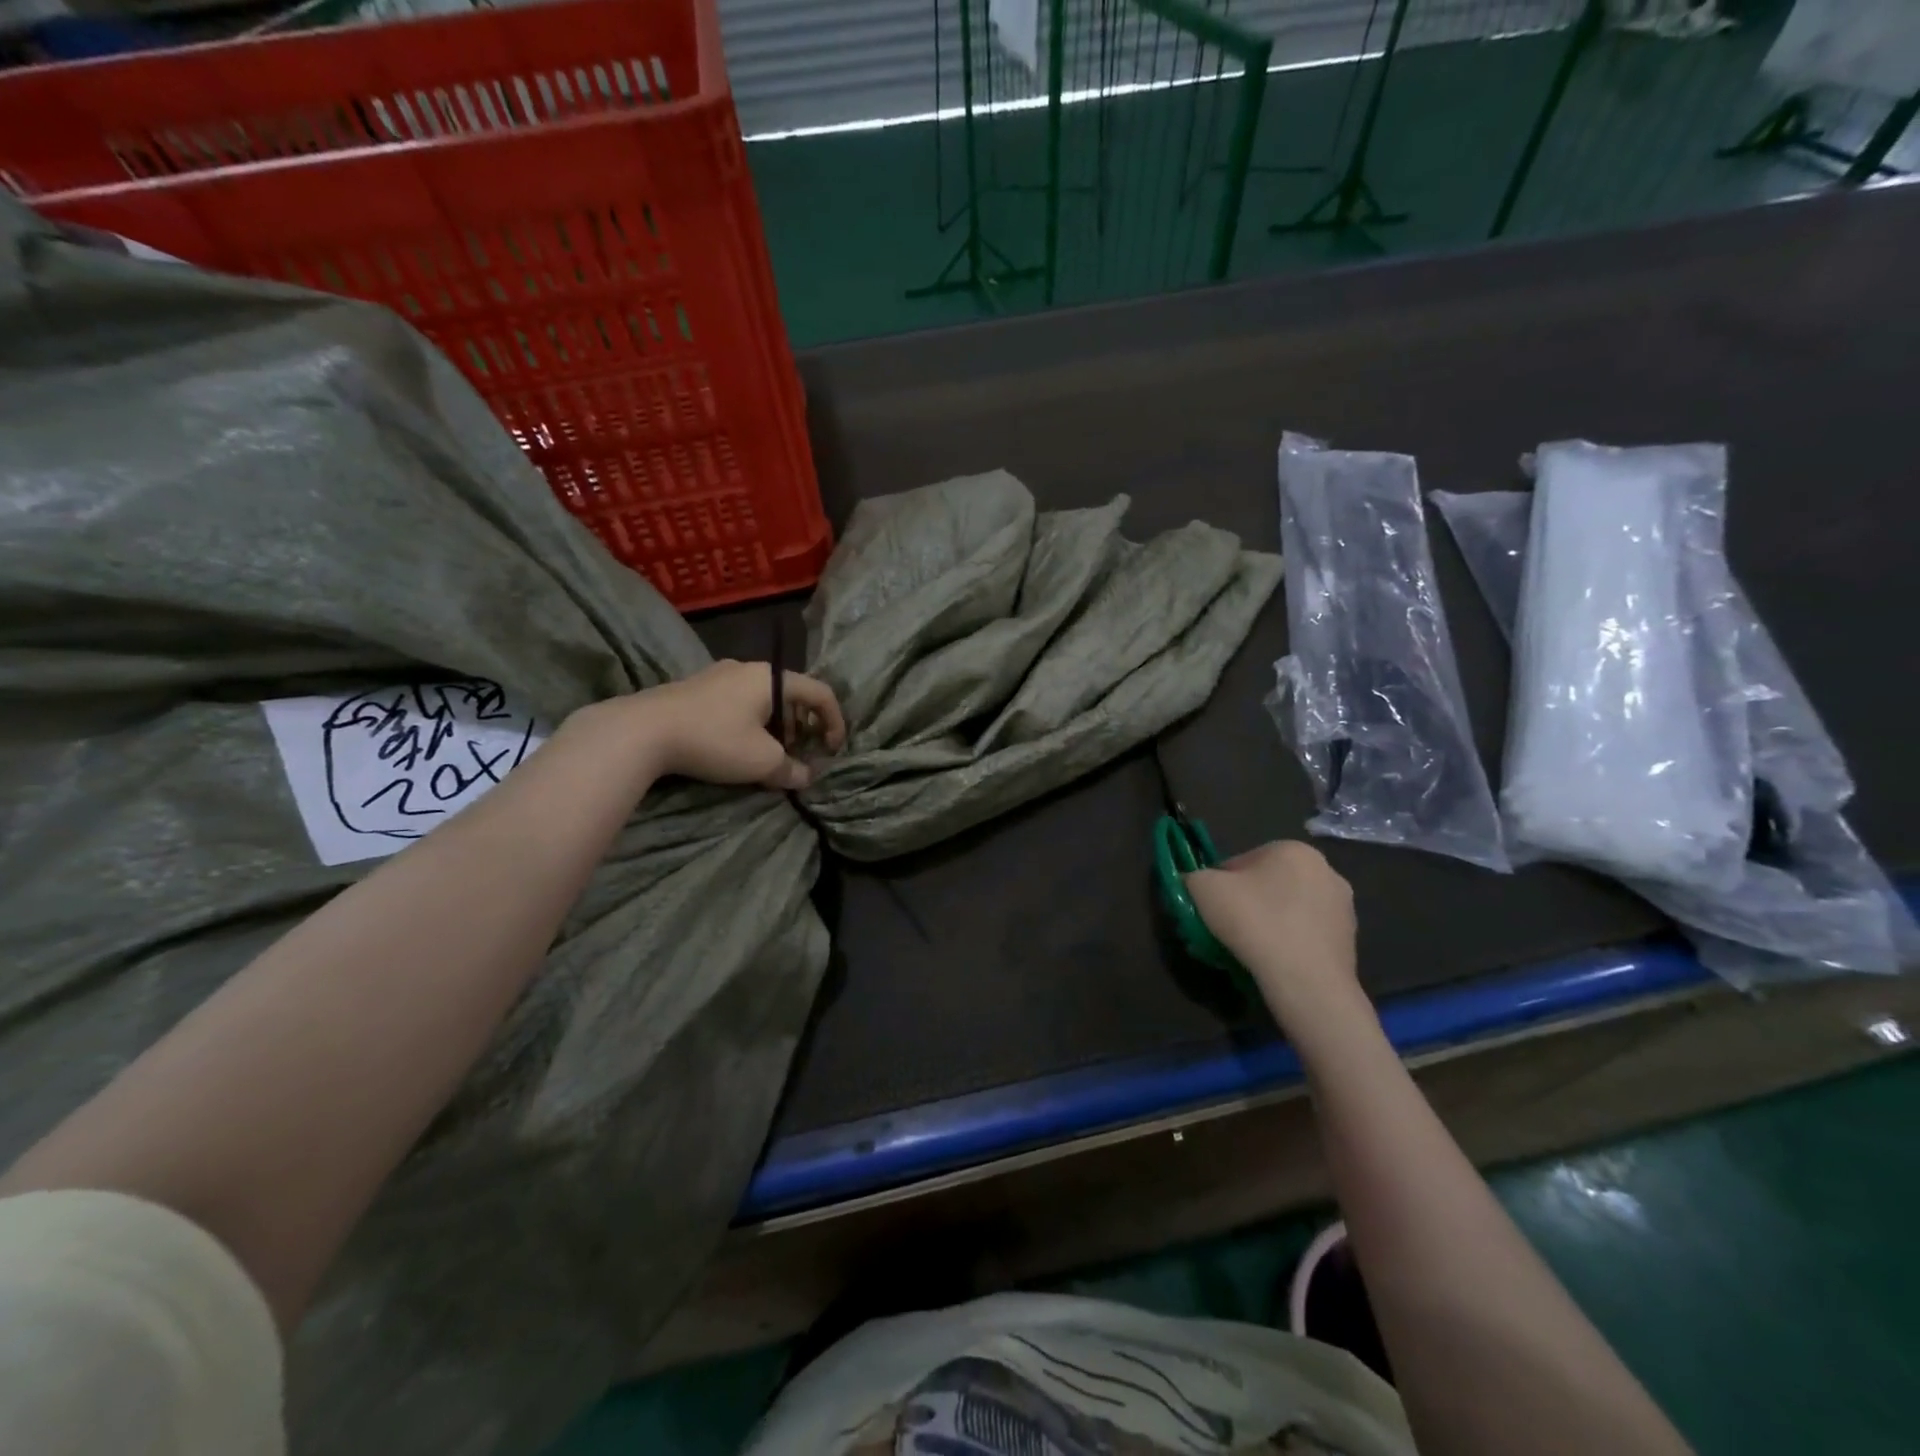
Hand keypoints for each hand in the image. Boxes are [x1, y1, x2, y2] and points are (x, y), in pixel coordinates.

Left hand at [576, 660, 846, 791]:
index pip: (819, 692)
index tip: (833, 749)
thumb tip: (805, 777)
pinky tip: (738, 746)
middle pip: (791, 694)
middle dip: (803, 726)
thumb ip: (791, 769)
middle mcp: (747, 669)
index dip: (834, 721)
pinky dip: (751, 723)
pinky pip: (737, 702)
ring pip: (762, 699)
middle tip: (802, 753)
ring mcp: (718, 675)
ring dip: (777, 726)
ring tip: (771, 754)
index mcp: (771, 678)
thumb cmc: (713, 740)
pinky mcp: (694, 689)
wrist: (641, 731)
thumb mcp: (761, 761)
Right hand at [1186, 841, 1364, 1027]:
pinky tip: (1277, 960)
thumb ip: (1191, 876)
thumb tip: (1193, 882)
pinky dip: (1290, 941)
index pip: (1239, 863)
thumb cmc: (1255, 923)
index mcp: (1292, 849)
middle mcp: (1325, 869)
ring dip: (1270, 921)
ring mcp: (1343, 905)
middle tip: (1229, 930)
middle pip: (1267, 883)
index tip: (1211, 912)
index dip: (1218, 887)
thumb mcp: (1203, 889)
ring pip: (1288, 908)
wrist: (1307, 983)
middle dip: (1247, 902)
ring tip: (1252, 949)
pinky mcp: (1351, 938)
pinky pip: (1306, 932)